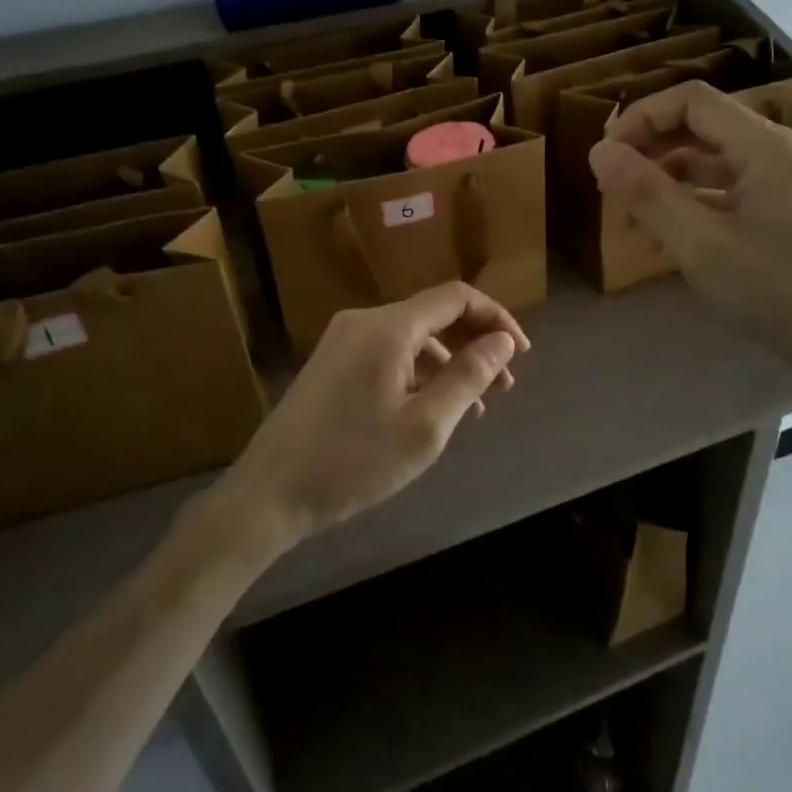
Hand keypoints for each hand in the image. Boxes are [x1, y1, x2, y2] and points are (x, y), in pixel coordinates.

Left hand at [219, 282, 530, 543]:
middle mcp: (365, 321)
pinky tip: (435, 408)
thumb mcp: (424, 426)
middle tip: (504, 386)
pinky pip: (390, 353)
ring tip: (478, 405)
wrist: (270, 493)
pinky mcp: (333, 363)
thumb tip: (503, 341)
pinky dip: (420, 372)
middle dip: (475, 343)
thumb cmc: (353, 461)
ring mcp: (344, 341)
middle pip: (434, 314)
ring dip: (450, 362)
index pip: (455, 297)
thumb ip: (468, 376)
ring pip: (413, 337)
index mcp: (388, 326)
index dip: (495, 318)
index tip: (521, 354)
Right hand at [588, 81, 791, 383]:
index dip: (640, 118)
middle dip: (649, 152)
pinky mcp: (781, 211)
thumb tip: (598, 153)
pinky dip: (690, 206)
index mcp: (764, 146)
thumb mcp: (701, 245)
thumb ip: (648, 195)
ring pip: (709, 162)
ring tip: (631, 221)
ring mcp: (781, 182)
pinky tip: (666, 242)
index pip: (691, 101)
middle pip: (698, 128)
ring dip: (665, 183)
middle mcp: (775, 152)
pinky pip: (725, 192)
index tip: (605, 157)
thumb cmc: (779, 291)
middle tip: (610, 189)